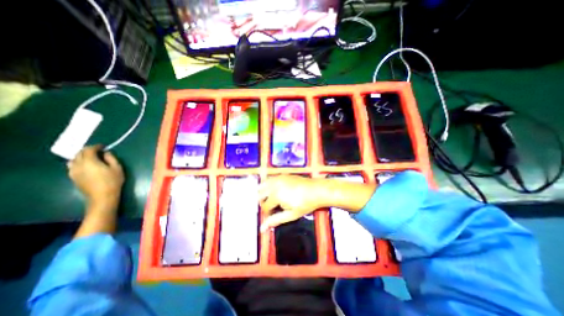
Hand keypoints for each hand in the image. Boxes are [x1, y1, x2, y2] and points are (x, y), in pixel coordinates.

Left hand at [67, 144, 122, 209]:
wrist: (102, 196)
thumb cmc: (113, 181)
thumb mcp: (117, 168)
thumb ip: (111, 159)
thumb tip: (106, 153)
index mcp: (90, 161)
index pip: (89, 150)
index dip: (96, 146)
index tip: (103, 146)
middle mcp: (78, 165)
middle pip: (79, 153)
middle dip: (88, 150)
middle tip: (98, 151)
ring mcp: (73, 171)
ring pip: (74, 159)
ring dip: (82, 156)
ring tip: (91, 158)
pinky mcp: (73, 177)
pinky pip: (73, 166)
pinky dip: (79, 162)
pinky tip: (86, 165)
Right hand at [257, 175, 328, 231]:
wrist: (316, 190)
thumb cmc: (305, 204)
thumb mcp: (291, 215)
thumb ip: (275, 220)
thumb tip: (262, 228)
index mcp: (275, 195)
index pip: (264, 206)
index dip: (268, 213)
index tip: (274, 214)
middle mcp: (274, 185)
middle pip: (260, 195)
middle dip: (264, 202)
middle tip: (273, 208)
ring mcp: (277, 178)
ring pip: (262, 185)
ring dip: (264, 193)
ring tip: (272, 199)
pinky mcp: (282, 175)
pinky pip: (269, 180)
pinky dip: (269, 186)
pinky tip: (276, 191)